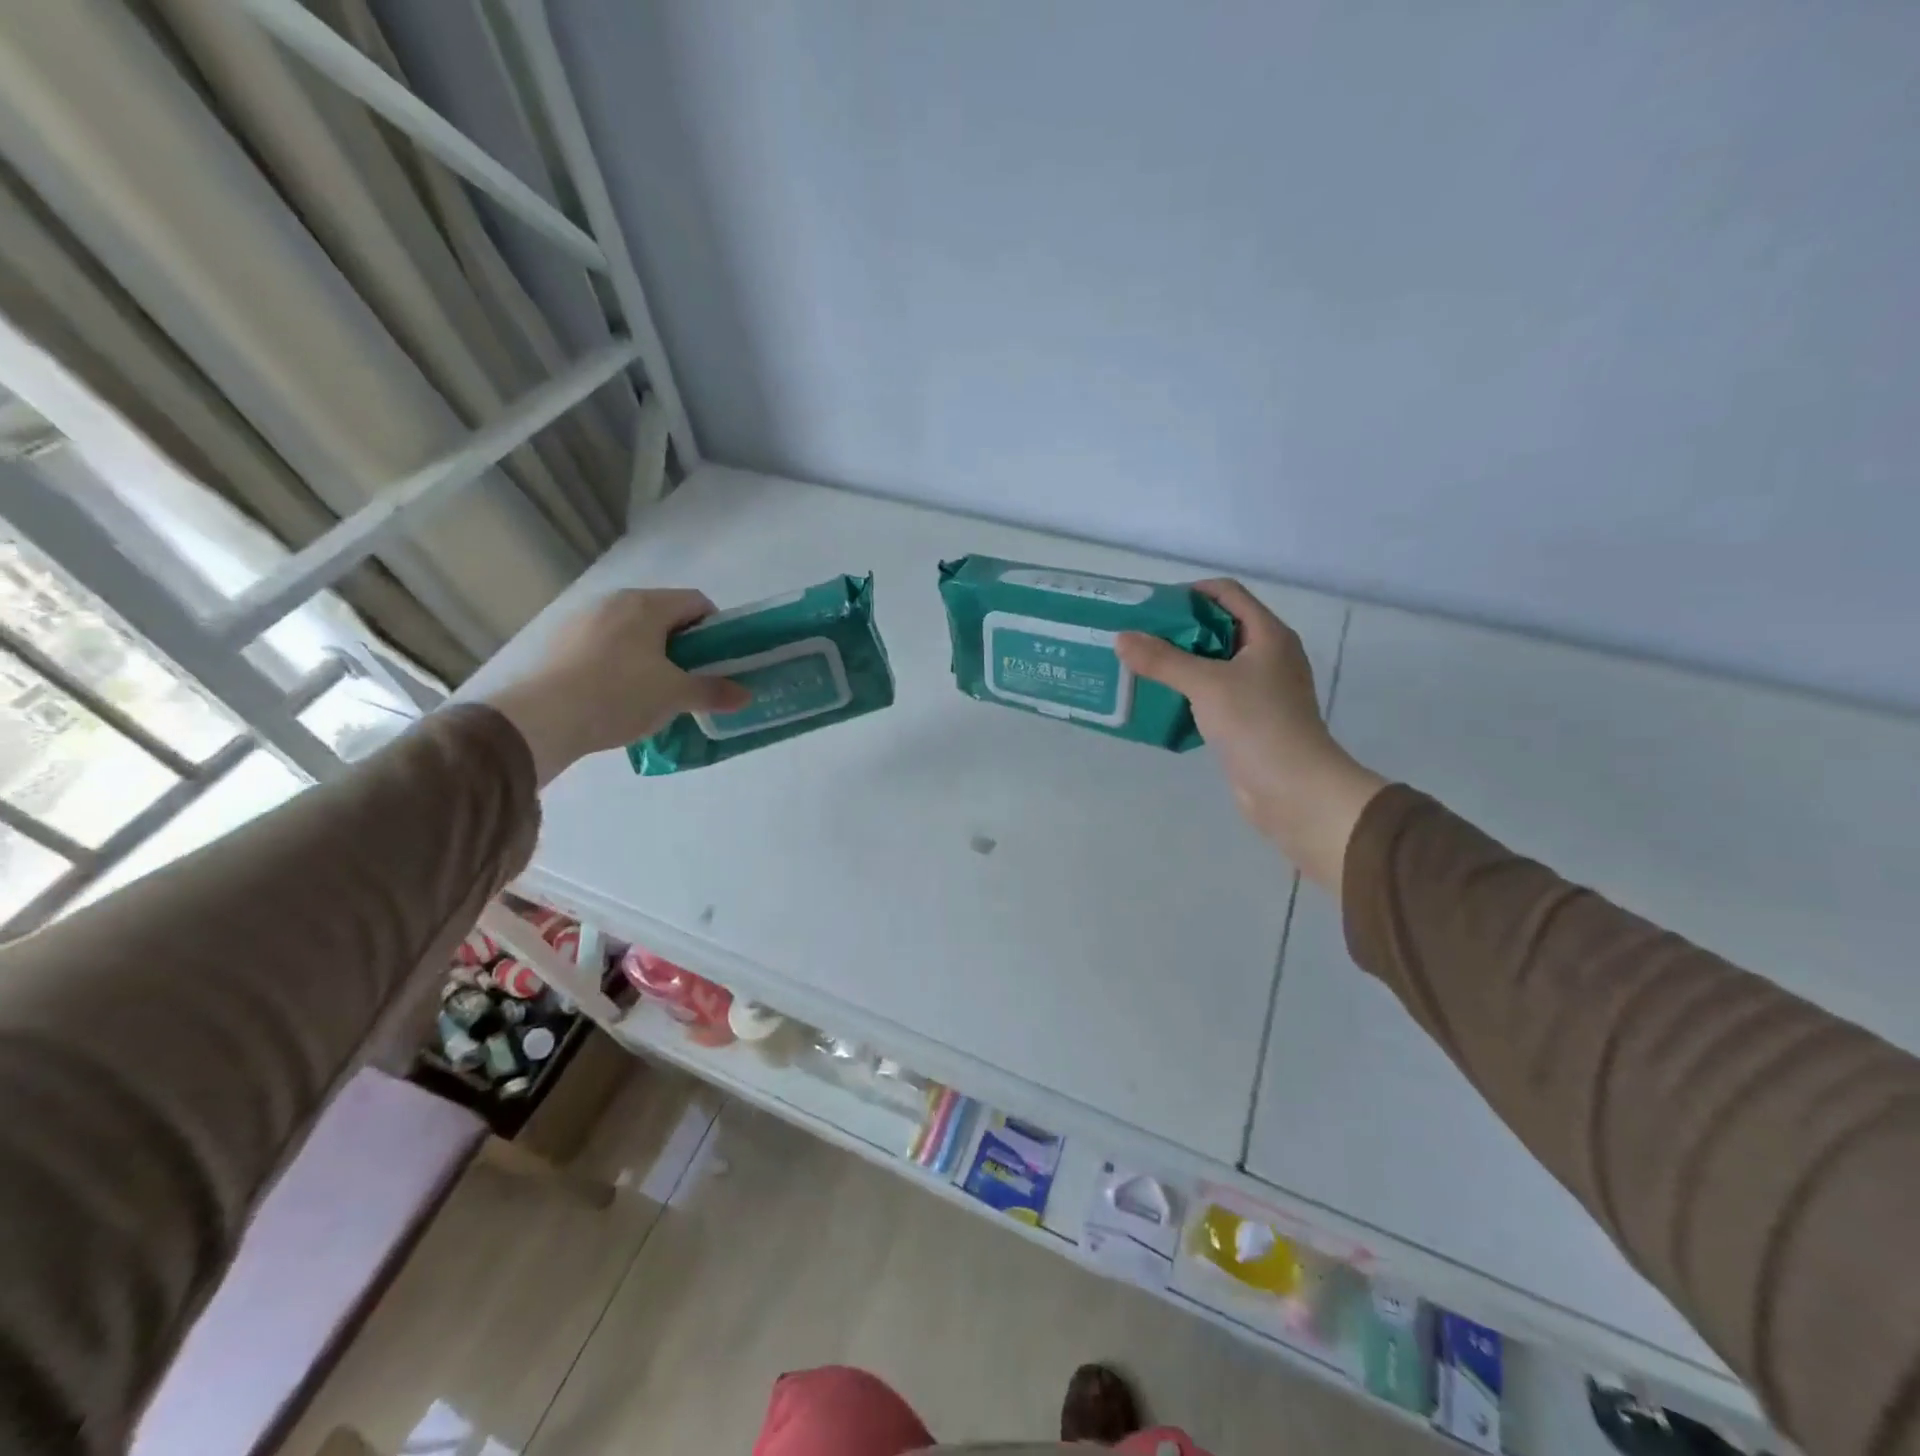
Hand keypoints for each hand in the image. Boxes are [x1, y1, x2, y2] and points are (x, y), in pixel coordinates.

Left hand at [484, 589, 749, 784]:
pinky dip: (621, 662)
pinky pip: (605, 645)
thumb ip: (713, 691)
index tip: (720, 659)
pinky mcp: (560, 642)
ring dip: (652, 654)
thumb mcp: (675, 696)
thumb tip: (745, 695)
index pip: (696, 601)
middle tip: (692, 678)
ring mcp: (582, 619)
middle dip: (684, 644)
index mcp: (647, 605)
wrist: (541, 717)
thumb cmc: (619, 695)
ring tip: (655, 691)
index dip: (716, 628)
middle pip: (664, 615)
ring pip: (633, 630)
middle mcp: (614, 602)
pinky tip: (619, 695)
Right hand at [1116, 580, 1387, 888]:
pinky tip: (1161, 701)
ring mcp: (1261, 689)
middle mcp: (1268, 656)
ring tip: (1142, 667)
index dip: (1191, 592)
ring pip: (1215, 663)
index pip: (1228, 593)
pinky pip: (1215, 694)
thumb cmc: (1257, 724)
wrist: (1294, 790)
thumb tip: (1121, 638)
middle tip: (1138, 637)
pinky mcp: (1251, 719)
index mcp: (1268, 635)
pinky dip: (1189, 692)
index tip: (1152, 606)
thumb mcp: (1206, 685)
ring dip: (1181, 663)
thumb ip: (1162, 660)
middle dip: (1179, 629)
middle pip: (1219, 627)